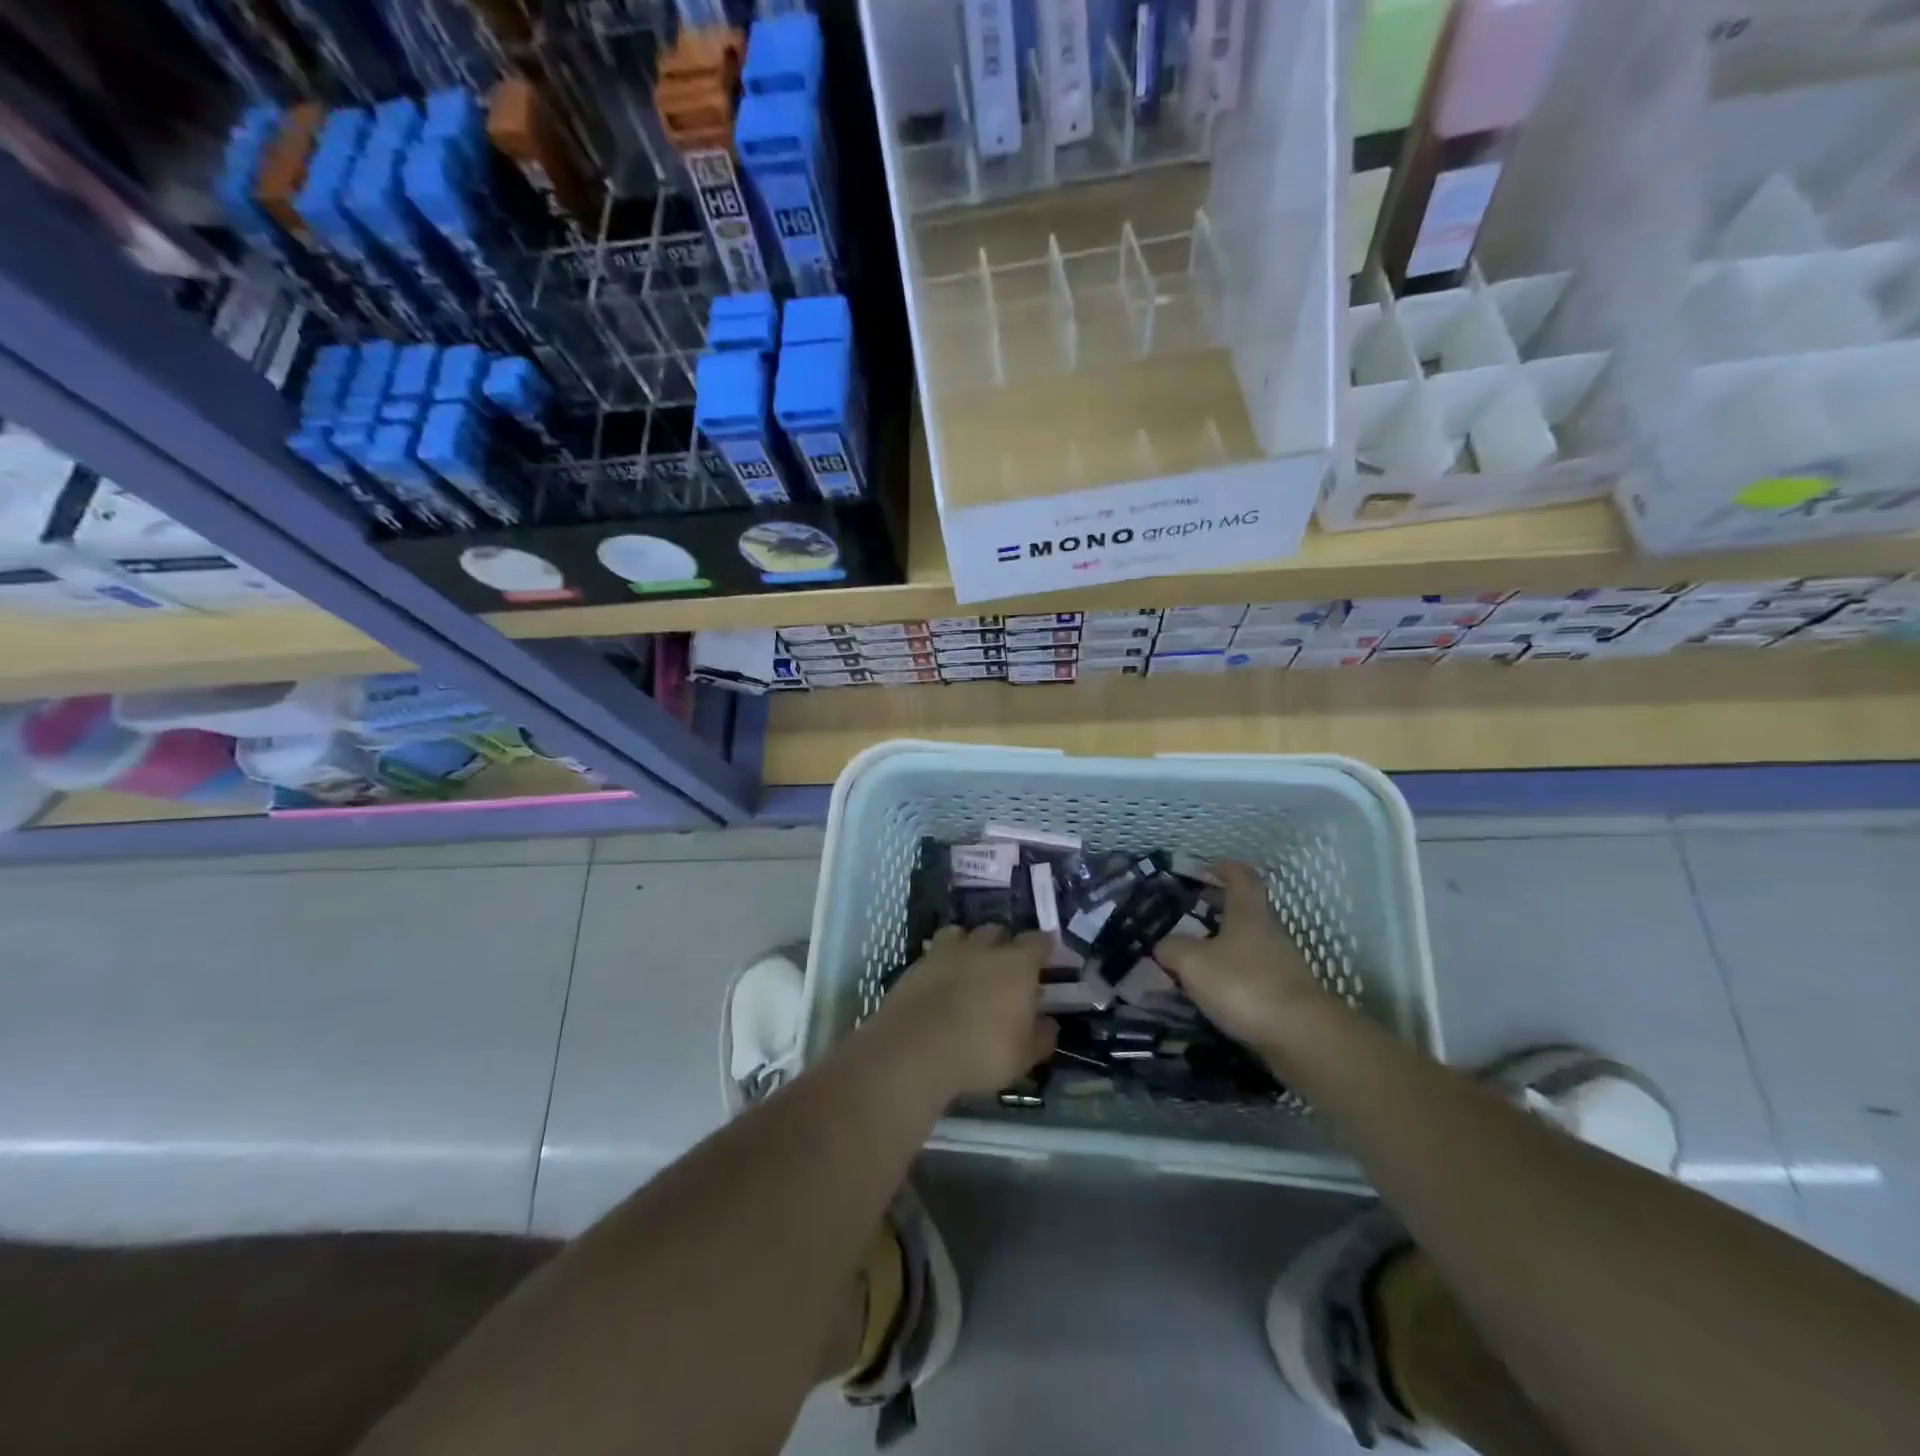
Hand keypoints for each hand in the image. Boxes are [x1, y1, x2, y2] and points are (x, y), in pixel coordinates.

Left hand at [869, 925, 1057, 1096]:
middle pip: (999, 931)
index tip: (1046, 961)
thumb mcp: (1024, 1056)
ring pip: (963, 934)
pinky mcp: (918, 962)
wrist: (915, 1048)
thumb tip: (1049, 1023)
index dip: (1044, 949)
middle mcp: (984, 947)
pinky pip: (936, 951)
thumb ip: (1042, 1036)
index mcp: (1017, 964)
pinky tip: (942, 981)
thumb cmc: (981, 1051)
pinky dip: (943, 961)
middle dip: (1005, 945)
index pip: (1039, 941)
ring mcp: (947, 951)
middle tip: (1006, 969)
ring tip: (971, 968)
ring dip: (971, 946)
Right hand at [1153, 862, 1328, 1050]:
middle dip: (1219, 907)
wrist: (1301, 1036)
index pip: (1241, 877)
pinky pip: (1253, 971)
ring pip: (1248, 942)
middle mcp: (1269, 931)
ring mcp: (1282, 963)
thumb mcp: (1193, 963)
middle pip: (1245, 909)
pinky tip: (1213, 986)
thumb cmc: (1244, 984)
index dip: (1224, 868)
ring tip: (1194, 953)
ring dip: (1224, 942)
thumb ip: (1173, 948)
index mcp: (1248, 912)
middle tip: (1190, 910)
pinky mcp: (1285, 993)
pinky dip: (1233, 971)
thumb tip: (1163, 945)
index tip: (1208, 867)